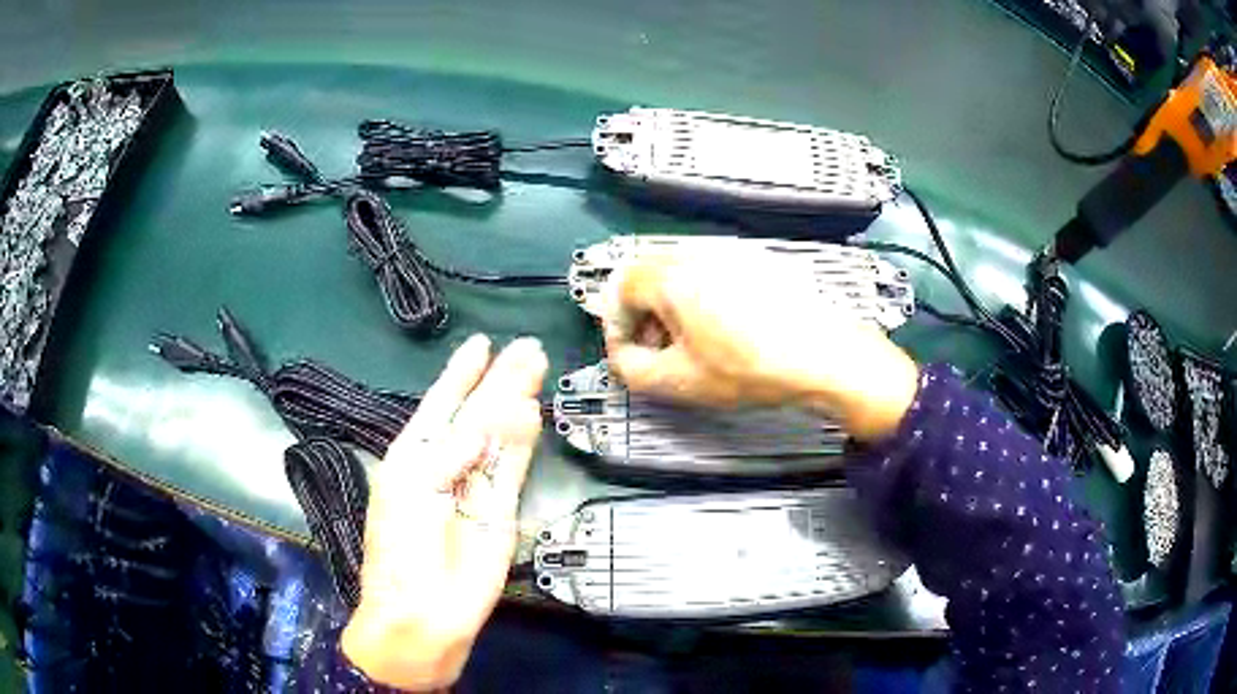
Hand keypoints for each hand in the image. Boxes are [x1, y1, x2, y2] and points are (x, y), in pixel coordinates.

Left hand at [342, 334, 547, 689]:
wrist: (423, 613)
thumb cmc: (401, 549)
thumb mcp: (413, 489)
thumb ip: (451, 451)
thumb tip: (487, 415)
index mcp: (413, 456)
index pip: (441, 404)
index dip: (461, 374)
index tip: (481, 344)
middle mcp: (446, 466)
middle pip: (477, 414)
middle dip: (500, 379)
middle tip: (529, 347)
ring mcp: (477, 488)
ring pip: (501, 436)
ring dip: (517, 402)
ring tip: (537, 365)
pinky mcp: (502, 512)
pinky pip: (514, 469)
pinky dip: (524, 441)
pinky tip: (532, 411)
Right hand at [603, 253, 918, 440]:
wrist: (822, 355)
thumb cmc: (752, 368)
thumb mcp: (679, 382)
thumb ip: (630, 370)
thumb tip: (623, 356)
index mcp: (671, 277)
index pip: (619, 289)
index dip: (616, 325)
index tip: (630, 353)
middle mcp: (696, 254)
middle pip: (647, 275)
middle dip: (642, 314)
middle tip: (657, 349)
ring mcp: (729, 253)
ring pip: (679, 272)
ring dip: (671, 306)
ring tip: (690, 343)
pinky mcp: (755, 260)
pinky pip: (711, 272)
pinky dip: (702, 297)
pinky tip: (724, 330)